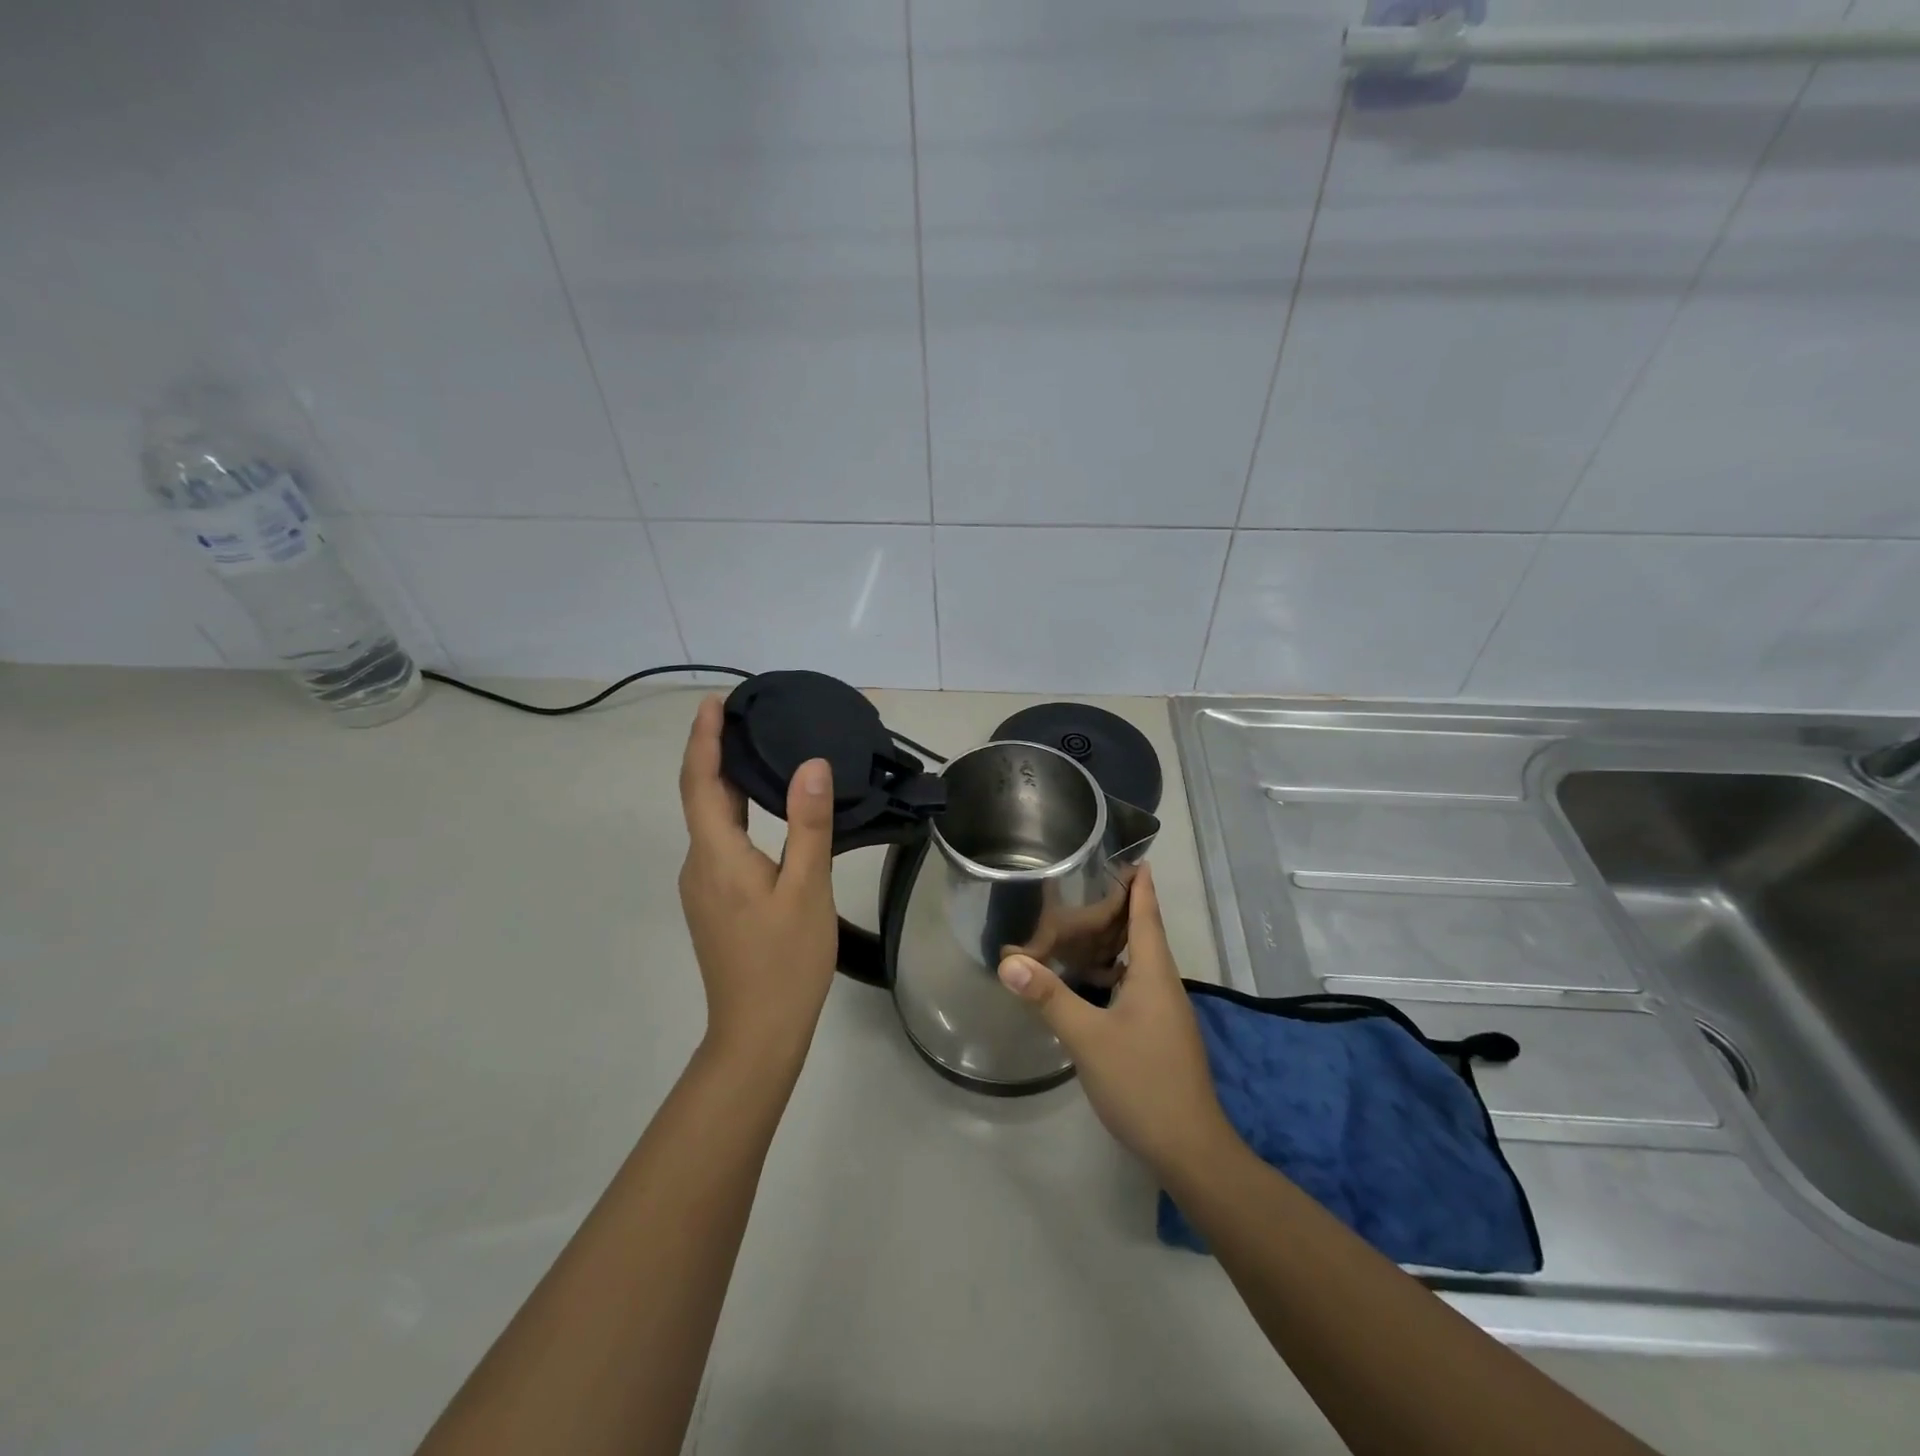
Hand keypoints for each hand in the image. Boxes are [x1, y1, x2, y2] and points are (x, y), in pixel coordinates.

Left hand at [677, 695, 838, 1064]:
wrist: (757, 1033)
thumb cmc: (785, 961)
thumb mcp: (807, 889)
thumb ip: (808, 825)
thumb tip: (811, 765)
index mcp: (716, 856)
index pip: (700, 783)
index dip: (704, 740)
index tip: (715, 702)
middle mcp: (699, 865)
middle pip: (701, 797)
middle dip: (716, 753)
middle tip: (748, 717)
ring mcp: (704, 887)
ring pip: (712, 821)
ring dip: (728, 782)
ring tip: (760, 751)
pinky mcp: (716, 902)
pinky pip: (721, 841)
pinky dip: (737, 811)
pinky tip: (765, 809)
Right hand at [996, 864, 1237, 1180]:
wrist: (1189, 1149)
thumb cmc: (1142, 1082)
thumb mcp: (1088, 1038)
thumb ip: (1049, 997)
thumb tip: (1008, 961)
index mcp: (1153, 974)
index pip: (1147, 916)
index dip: (1140, 885)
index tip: (1132, 856)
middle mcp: (1163, 986)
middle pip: (1143, 935)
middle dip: (1120, 909)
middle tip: (1085, 887)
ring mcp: (1165, 1013)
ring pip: (1138, 964)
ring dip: (1114, 944)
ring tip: (1079, 928)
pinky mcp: (1160, 1035)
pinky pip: (1134, 988)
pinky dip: (1112, 975)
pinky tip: (1087, 984)